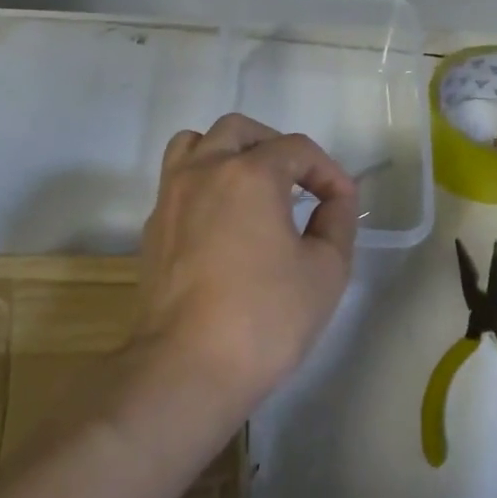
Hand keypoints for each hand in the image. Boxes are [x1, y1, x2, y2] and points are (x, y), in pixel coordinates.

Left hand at [133, 114, 358, 415]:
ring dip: (229, 153)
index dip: (328, 171)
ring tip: (253, 187)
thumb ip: (338, 222)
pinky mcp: (153, 228)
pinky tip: (223, 222)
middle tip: (299, 183)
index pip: (297, 149)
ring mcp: (170, 198)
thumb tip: (334, 200)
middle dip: (276, 147)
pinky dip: (204, 183)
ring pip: (195, 145)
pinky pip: (178, 182)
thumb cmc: (265, 317)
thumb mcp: (326, 271)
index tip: (343, 204)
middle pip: (239, 131)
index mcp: (249, 174)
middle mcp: (203, 171)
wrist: (187, 366)